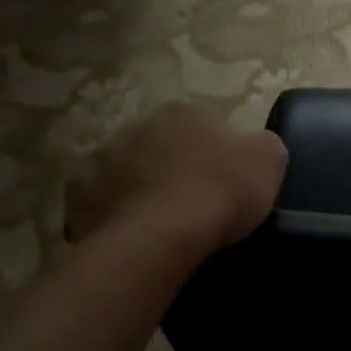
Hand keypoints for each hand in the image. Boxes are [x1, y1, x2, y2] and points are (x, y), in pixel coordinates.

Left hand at [64, 104, 287, 249]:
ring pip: (127, 172)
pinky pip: (101, 205)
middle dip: (175, 166)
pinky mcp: (80, 198)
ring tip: (163, 224)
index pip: (204, 124)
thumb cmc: (221, 190)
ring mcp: (102, 161)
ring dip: (142, 189)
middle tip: (196, 201)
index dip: (218, 152)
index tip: (229, 180)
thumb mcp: (270, 160)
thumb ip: (263, 145)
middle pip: (162, 145)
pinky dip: (114, 217)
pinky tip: (134, 237)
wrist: (163, 236)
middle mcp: (137, 127)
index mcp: (182, 112)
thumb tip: (256, 147)